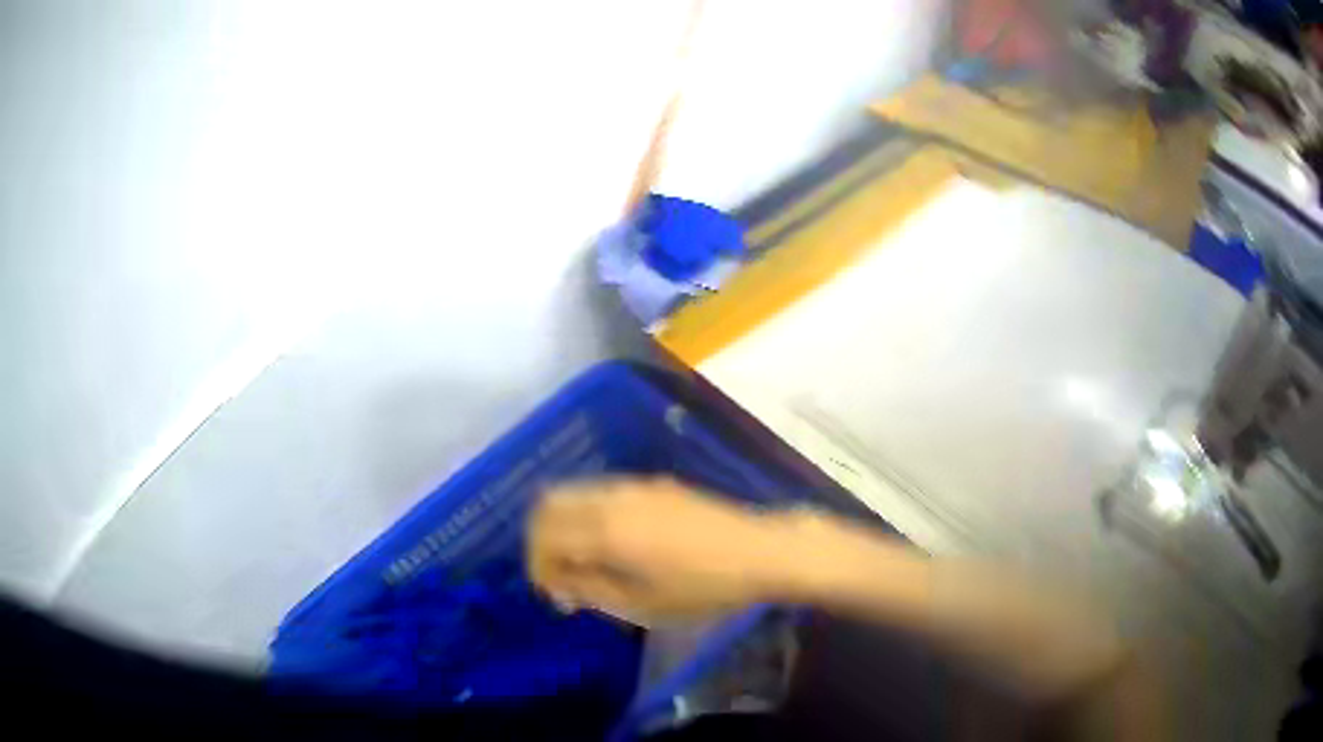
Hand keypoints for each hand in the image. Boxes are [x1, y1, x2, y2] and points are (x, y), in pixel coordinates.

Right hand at [527, 477, 796, 623]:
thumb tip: (560, 584)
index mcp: (605, 530)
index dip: (538, 568)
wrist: (759, 552)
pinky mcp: (652, 483)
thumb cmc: (703, 588)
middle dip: (542, 541)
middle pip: (547, 504)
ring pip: (573, 493)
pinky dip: (588, 514)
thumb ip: (591, 591)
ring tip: (585, 563)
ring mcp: (633, 485)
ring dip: (565, 525)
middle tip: (562, 577)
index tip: (557, 596)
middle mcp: (611, 497)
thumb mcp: (643, 605)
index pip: (543, 536)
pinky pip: (600, 492)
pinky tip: (611, 544)